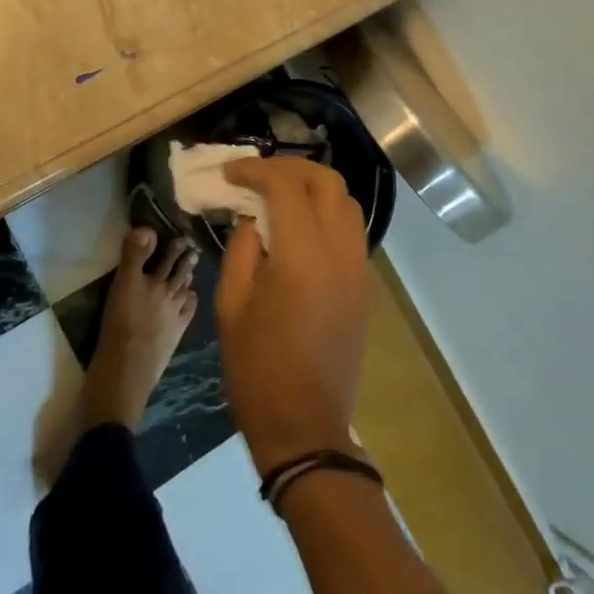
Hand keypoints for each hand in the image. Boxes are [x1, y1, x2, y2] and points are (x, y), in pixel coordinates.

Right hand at [216, 156, 370, 473]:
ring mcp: (358, 269)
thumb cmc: (257, 370)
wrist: (305, 426)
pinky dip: (326, 210)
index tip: (229, 171)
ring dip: (312, 185)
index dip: (256, 170)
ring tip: (277, 192)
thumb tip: (252, 216)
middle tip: (256, 174)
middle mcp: (340, 253)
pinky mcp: (364, 284)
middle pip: (327, 181)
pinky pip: (350, 228)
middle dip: (290, 167)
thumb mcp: (230, 305)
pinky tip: (299, 222)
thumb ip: (242, 248)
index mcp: (303, 258)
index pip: (287, 186)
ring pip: (346, 201)